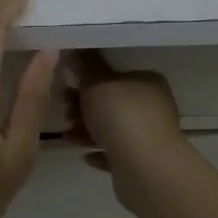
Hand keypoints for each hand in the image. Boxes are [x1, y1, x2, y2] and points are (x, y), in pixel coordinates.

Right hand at [63, 49, 187, 190]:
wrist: (145, 169)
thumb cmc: (121, 116)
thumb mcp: (96, 82)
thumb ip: (84, 65)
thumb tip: (75, 48)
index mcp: (147, 82)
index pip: (116, 74)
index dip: (89, 79)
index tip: (67, 84)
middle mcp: (153, 107)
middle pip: (111, 102)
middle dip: (83, 106)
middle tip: (64, 110)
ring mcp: (150, 136)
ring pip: (112, 128)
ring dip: (87, 130)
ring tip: (67, 135)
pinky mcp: (142, 163)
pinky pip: (115, 153)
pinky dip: (99, 152)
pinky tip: (85, 156)